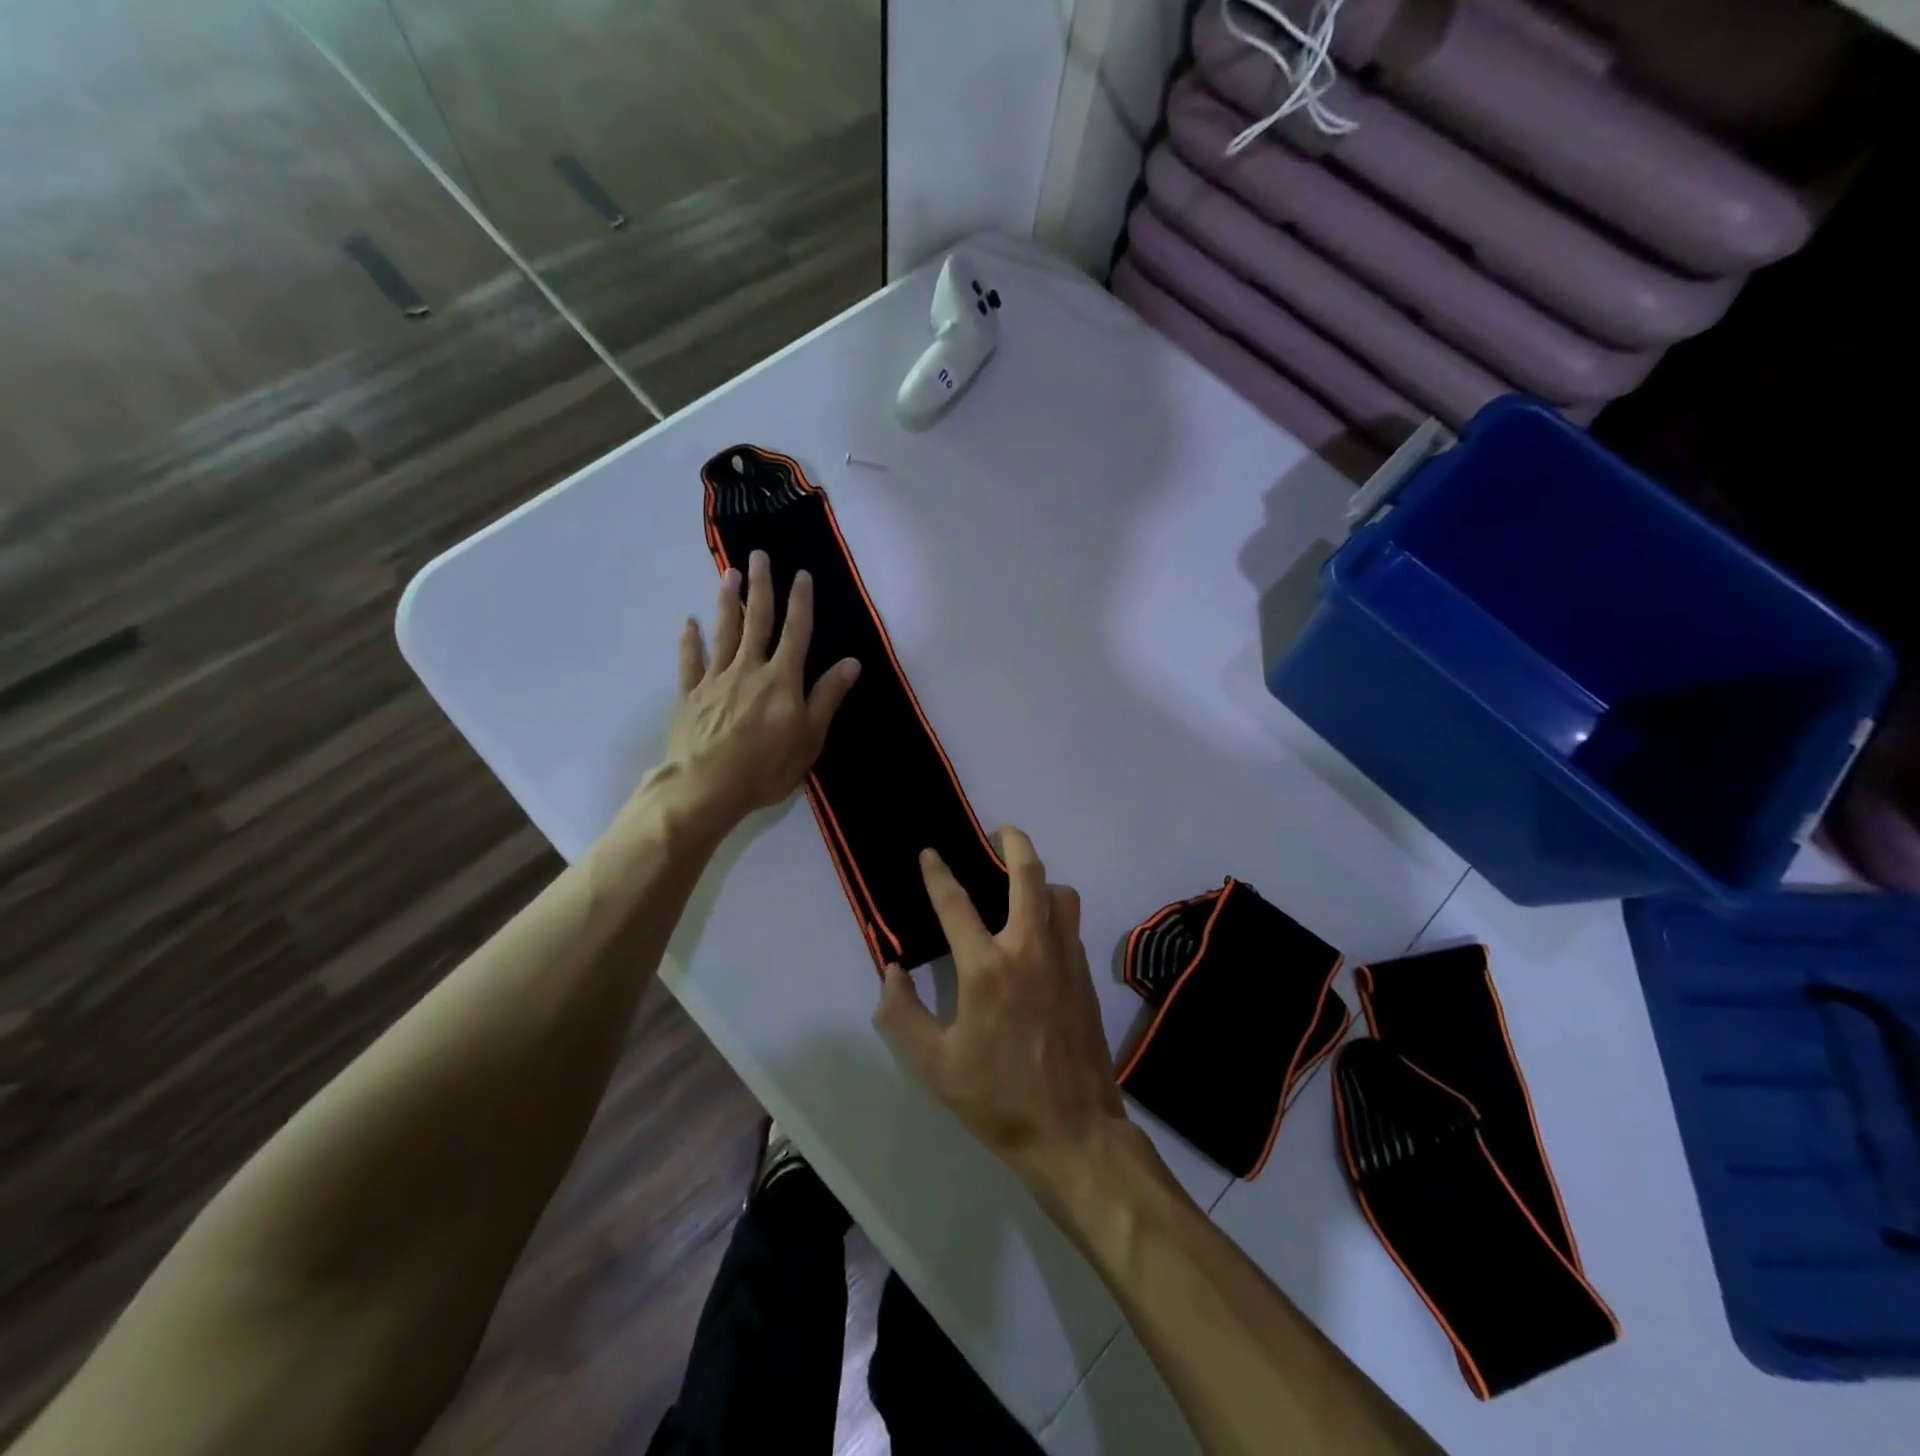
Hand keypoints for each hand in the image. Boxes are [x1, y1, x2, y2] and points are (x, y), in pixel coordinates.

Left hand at [663, 550, 860, 830]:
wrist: (706, 787)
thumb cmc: (766, 767)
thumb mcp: (810, 737)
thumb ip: (827, 697)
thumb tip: (851, 662)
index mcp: (782, 679)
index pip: (796, 632)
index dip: (800, 602)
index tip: (801, 574)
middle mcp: (749, 669)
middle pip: (756, 621)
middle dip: (761, 587)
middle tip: (759, 556)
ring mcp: (716, 680)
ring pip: (724, 632)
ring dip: (727, 602)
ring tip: (728, 574)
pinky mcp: (690, 695)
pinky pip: (690, 661)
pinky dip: (690, 640)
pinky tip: (689, 622)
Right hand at [874, 828, 1129, 1195]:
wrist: (1074, 1131)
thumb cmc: (997, 1098)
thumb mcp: (934, 1065)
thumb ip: (902, 1014)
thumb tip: (891, 970)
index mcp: (986, 968)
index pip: (955, 902)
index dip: (937, 873)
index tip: (929, 854)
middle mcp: (1029, 948)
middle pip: (1028, 874)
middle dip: (1013, 842)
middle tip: (1000, 830)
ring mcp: (1064, 958)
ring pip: (1060, 893)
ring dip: (1041, 877)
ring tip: (1023, 881)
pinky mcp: (1084, 974)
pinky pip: (1070, 922)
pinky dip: (1054, 909)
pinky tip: (1040, 929)